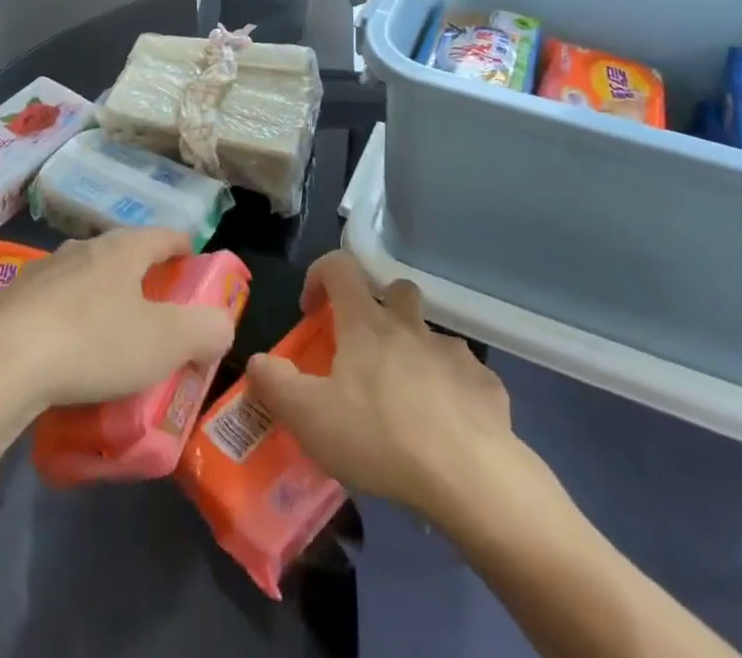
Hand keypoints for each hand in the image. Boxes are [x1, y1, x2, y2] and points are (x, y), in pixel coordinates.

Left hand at [0, 229, 237, 413]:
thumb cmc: (91, 344)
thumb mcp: (164, 343)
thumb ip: (205, 330)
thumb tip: (220, 326)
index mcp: (123, 249)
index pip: (166, 235)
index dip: (186, 250)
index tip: (195, 271)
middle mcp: (82, 249)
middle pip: (123, 255)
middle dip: (143, 280)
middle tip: (156, 317)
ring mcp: (41, 273)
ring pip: (84, 280)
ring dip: (101, 302)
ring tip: (108, 343)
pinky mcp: (9, 302)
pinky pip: (50, 308)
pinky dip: (65, 325)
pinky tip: (62, 361)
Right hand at [246, 251, 516, 521]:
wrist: (469, 474)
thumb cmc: (380, 437)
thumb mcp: (310, 418)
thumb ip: (276, 384)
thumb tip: (257, 360)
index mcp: (366, 323)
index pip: (340, 266)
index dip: (320, 274)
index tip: (311, 309)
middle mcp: (410, 325)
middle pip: (395, 290)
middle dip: (378, 308)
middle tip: (365, 352)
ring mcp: (452, 352)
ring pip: (430, 335)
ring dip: (415, 353)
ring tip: (406, 402)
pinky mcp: (485, 384)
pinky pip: (464, 376)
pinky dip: (451, 392)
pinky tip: (446, 430)